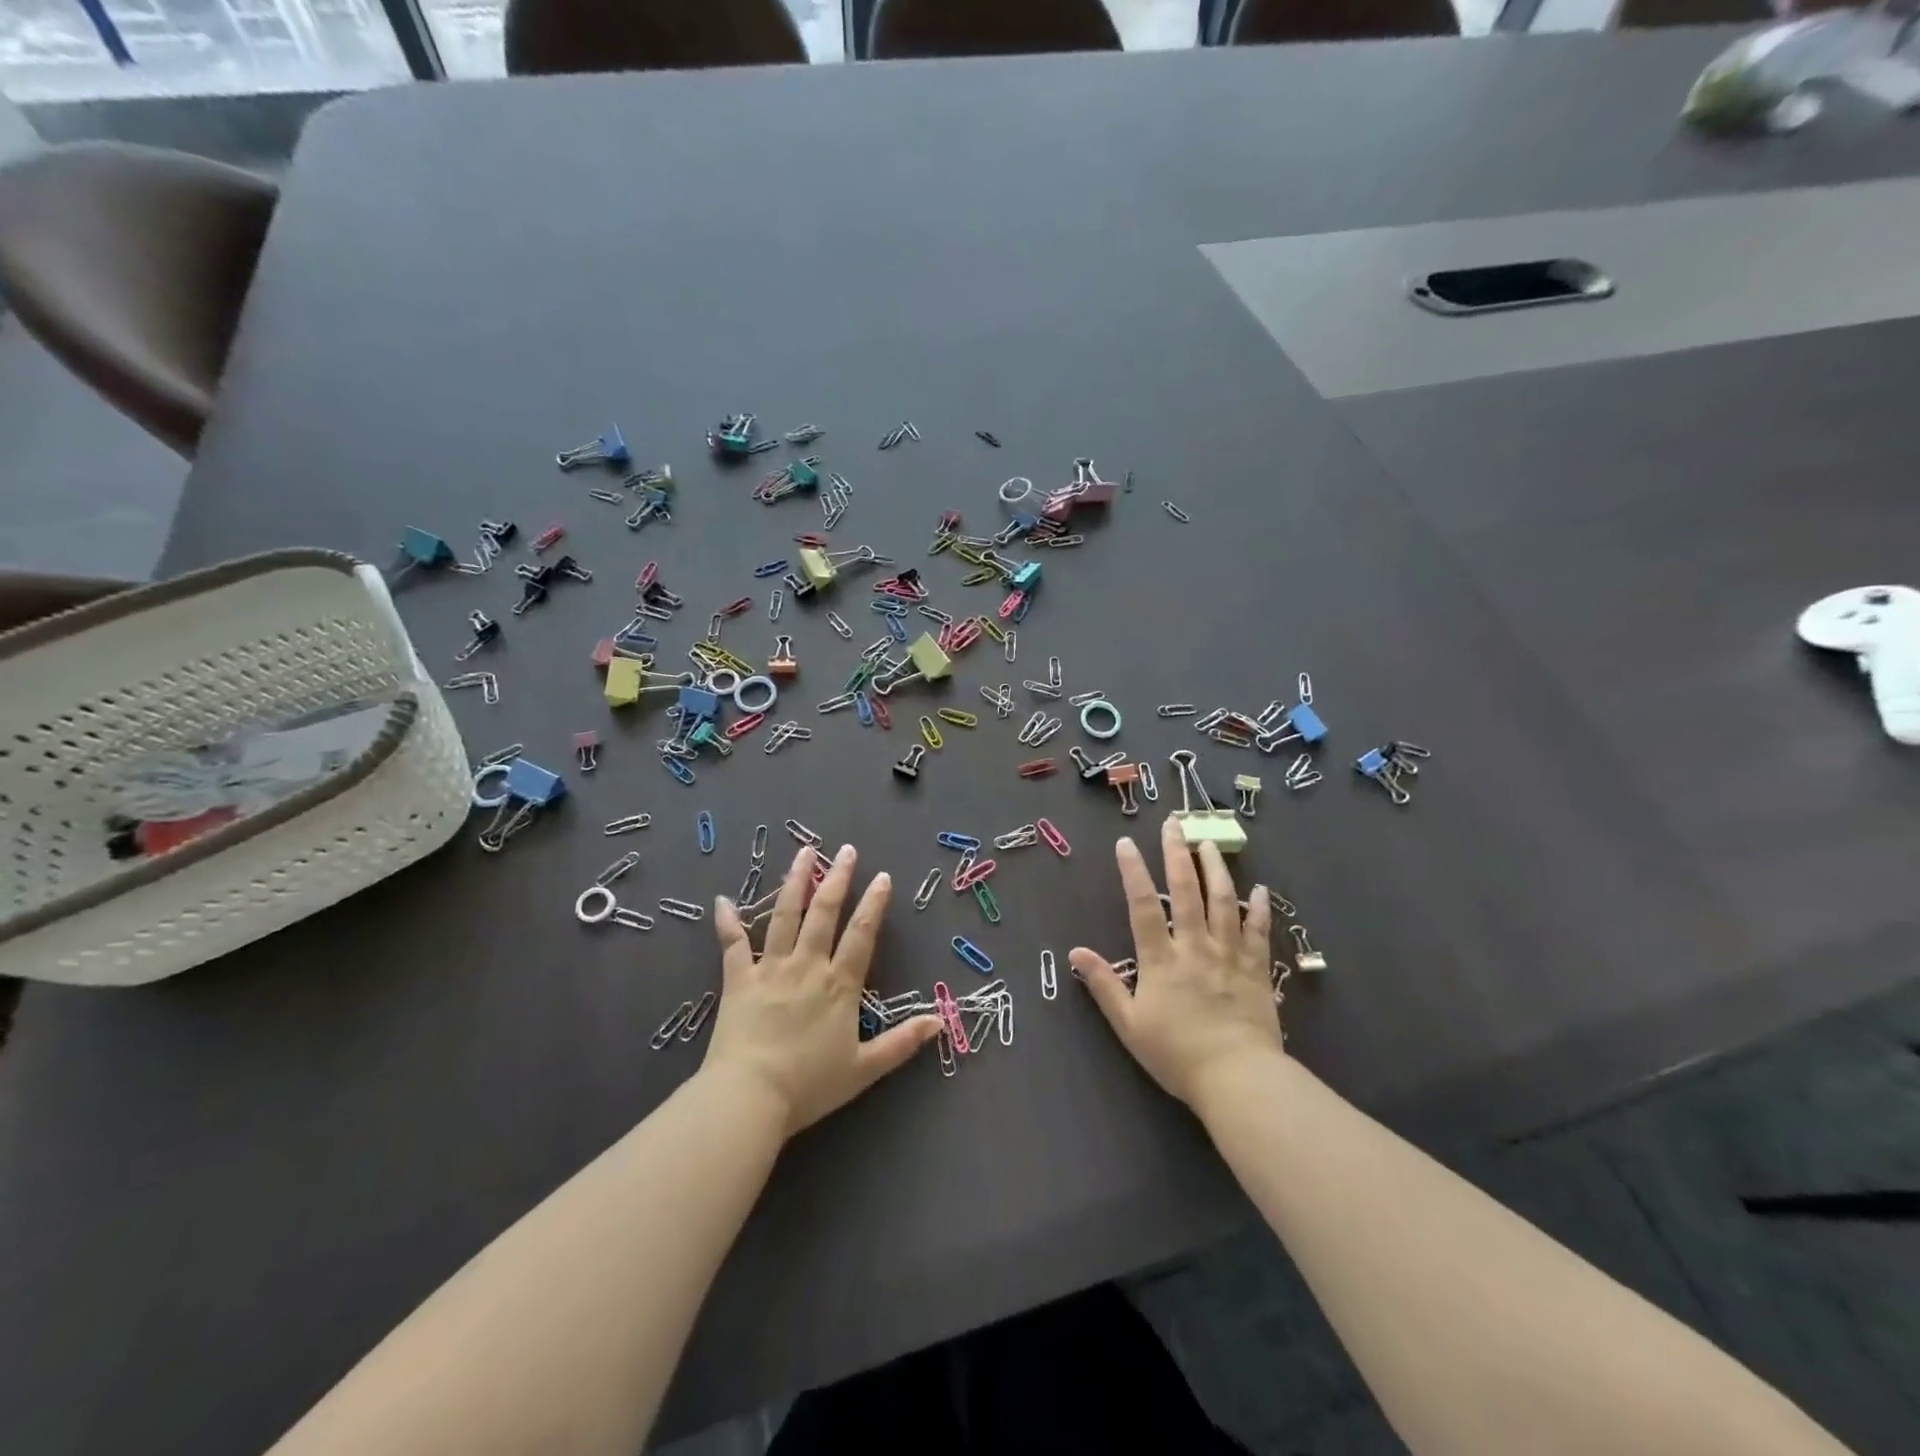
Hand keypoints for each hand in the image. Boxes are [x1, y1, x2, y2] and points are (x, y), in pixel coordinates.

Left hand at [705, 843, 939, 1136]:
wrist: (749, 1097)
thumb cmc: (809, 1085)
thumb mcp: (865, 1068)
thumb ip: (902, 1042)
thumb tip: (940, 1022)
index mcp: (839, 984)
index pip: (861, 934)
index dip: (873, 904)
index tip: (881, 876)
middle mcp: (807, 966)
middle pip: (824, 913)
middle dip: (837, 878)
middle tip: (846, 850)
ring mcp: (770, 969)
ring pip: (784, 915)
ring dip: (795, 881)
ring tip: (804, 852)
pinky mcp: (738, 980)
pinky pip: (732, 945)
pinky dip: (727, 922)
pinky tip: (723, 900)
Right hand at [1069, 815, 1284, 1109]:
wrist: (1238, 1079)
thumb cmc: (1177, 1055)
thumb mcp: (1129, 1025)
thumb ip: (1103, 985)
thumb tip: (1075, 952)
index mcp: (1161, 959)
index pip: (1142, 905)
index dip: (1132, 871)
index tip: (1125, 843)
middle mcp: (1195, 947)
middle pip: (1185, 891)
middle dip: (1177, 854)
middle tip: (1174, 823)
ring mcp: (1229, 955)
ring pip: (1223, 902)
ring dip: (1216, 868)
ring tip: (1208, 842)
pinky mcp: (1257, 970)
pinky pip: (1258, 931)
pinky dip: (1259, 908)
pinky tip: (1260, 888)